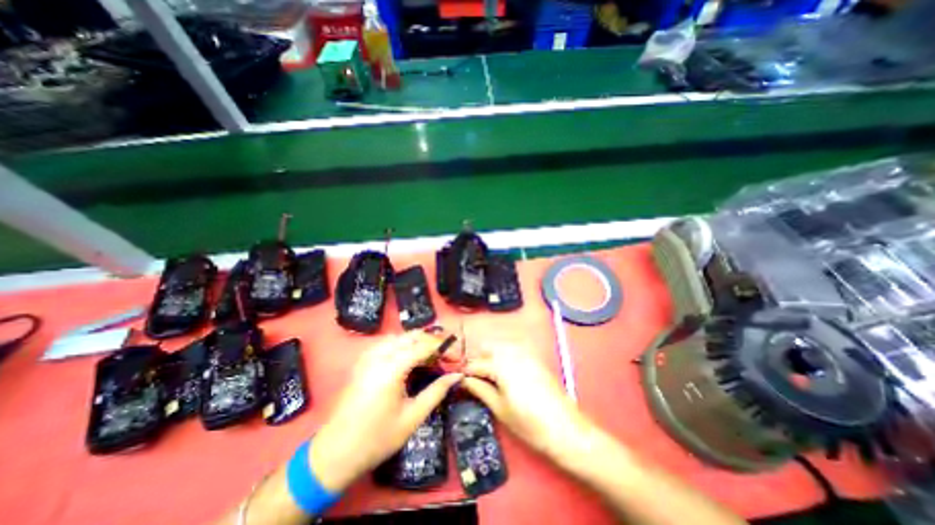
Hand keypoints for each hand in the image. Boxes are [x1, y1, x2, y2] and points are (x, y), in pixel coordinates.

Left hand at [310, 331, 461, 491]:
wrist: (334, 453)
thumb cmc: (377, 439)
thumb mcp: (413, 417)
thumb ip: (436, 391)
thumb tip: (456, 376)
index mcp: (393, 368)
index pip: (424, 346)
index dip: (444, 347)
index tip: (457, 356)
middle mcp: (380, 355)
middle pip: (412, 336)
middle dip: (432, 342)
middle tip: (446, 356)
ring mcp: (369, 356)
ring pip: (400, 337)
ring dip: (418, 342)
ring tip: (430, 357)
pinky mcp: (363, 361)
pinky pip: (387, 343)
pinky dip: (403, 345)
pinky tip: (409, 358)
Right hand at [460, 341, 582, 458]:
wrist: (565, 428)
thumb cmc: (528, 423)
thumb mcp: (499, 408)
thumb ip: (480, 389)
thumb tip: (464, 380)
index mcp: (500, 364)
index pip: (475, 363)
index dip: (465, 373)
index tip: (459, 382)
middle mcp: (512, 352)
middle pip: (486, 347)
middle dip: (478, 360)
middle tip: (476, 380)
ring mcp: (525, 352)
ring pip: (500, 345)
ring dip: (490, 356)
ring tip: (490, 377)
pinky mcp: (534, 357)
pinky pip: (513, 349)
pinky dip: (504, 355)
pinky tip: (506, 373)